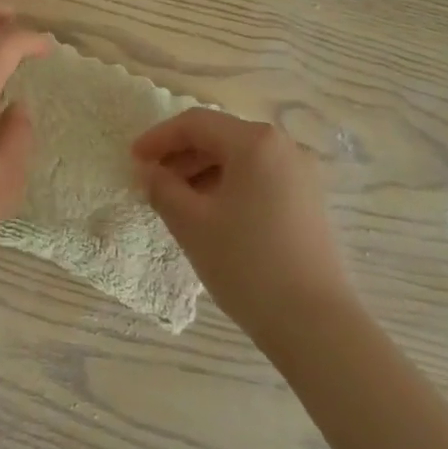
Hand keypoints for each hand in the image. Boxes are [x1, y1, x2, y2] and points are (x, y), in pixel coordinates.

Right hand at [132, 110, 350, 345]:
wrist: (315, 324)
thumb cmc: (246, 264)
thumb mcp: (191, 223)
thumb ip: (162, 187)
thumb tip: (148, 171)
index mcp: (255, 141)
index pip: (196, 124)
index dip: (159, 138)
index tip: (133, 160)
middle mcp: (283, 146)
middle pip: (220, 137)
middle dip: (181, 155)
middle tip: (151, 181)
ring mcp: (301, 173)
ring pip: (239, 158)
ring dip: (203, 171)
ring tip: (175, 200)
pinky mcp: (308, 200)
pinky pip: (259, 177)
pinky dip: (228, 185)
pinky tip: (210, 213)